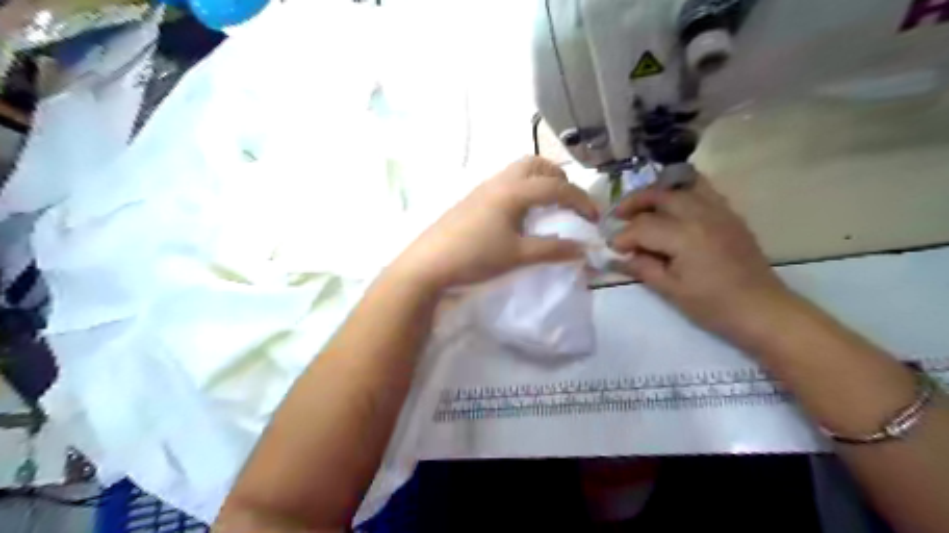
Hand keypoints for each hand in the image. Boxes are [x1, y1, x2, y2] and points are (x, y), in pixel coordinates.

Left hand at [389, 156, 594, 289]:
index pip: (556, 187)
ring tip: (545, 207)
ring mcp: (482, 189)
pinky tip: (518, 215)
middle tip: (567, 202)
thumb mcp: (517, 256)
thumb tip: (583, 249)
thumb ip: (552, 250)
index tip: (594, 219)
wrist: (428, 264)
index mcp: (513, 191)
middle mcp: (498, 182)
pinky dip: (521, 189)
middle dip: (558, 178)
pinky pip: (504, 183)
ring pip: (517, 171)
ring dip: (538, 182)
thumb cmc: (475, 257)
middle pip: (535, 164)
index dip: (580, 200)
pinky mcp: (471, 199)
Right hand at [613, 172, 795, 344]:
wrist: (762, 309)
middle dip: (634, 203)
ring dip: (657, 193)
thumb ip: (642, 268)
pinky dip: (683, 192)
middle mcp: (701, 215)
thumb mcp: (671, 291)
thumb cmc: (714, 306)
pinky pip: (704, 190)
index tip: (613, 248)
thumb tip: (618, 257)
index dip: (623, 236)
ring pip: (682, 187)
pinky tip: (674, 205)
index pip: (642, 227)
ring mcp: (719, 211)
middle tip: (619, 216)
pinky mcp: (730, 215)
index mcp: (684, 237)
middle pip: (660, 196)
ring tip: (644, 205)